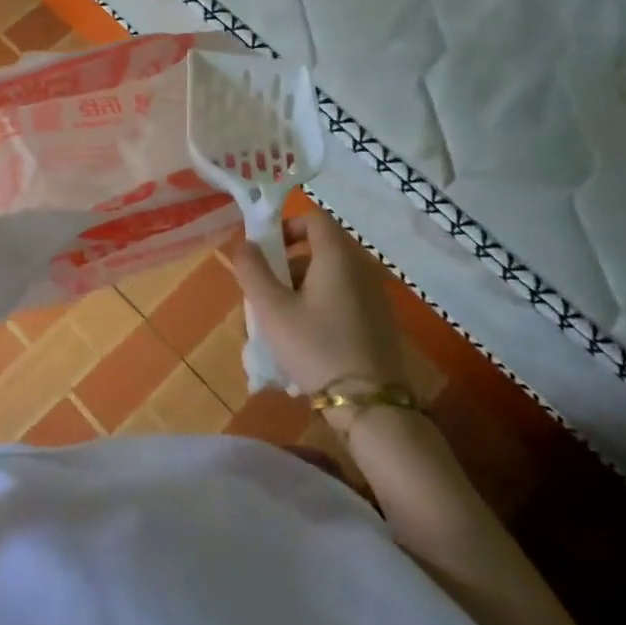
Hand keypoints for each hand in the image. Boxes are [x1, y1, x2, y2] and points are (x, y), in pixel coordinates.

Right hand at [228, 210, 408, 396]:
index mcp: (338, 256)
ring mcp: (375, 295)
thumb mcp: (272, 309)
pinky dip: (322, 304)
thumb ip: (253, 271)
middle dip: (288, 264)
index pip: (313, 219)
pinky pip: (344, 297)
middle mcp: (361, 267)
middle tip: (266, 291)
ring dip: (303, 287)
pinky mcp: (380, 321)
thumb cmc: (316, 347)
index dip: (286, 227)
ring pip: (331, 276)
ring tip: (281, 320)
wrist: (370, 404)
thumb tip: (245, 245)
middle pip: (321, 248)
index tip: (265, 251)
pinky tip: (307, 338)